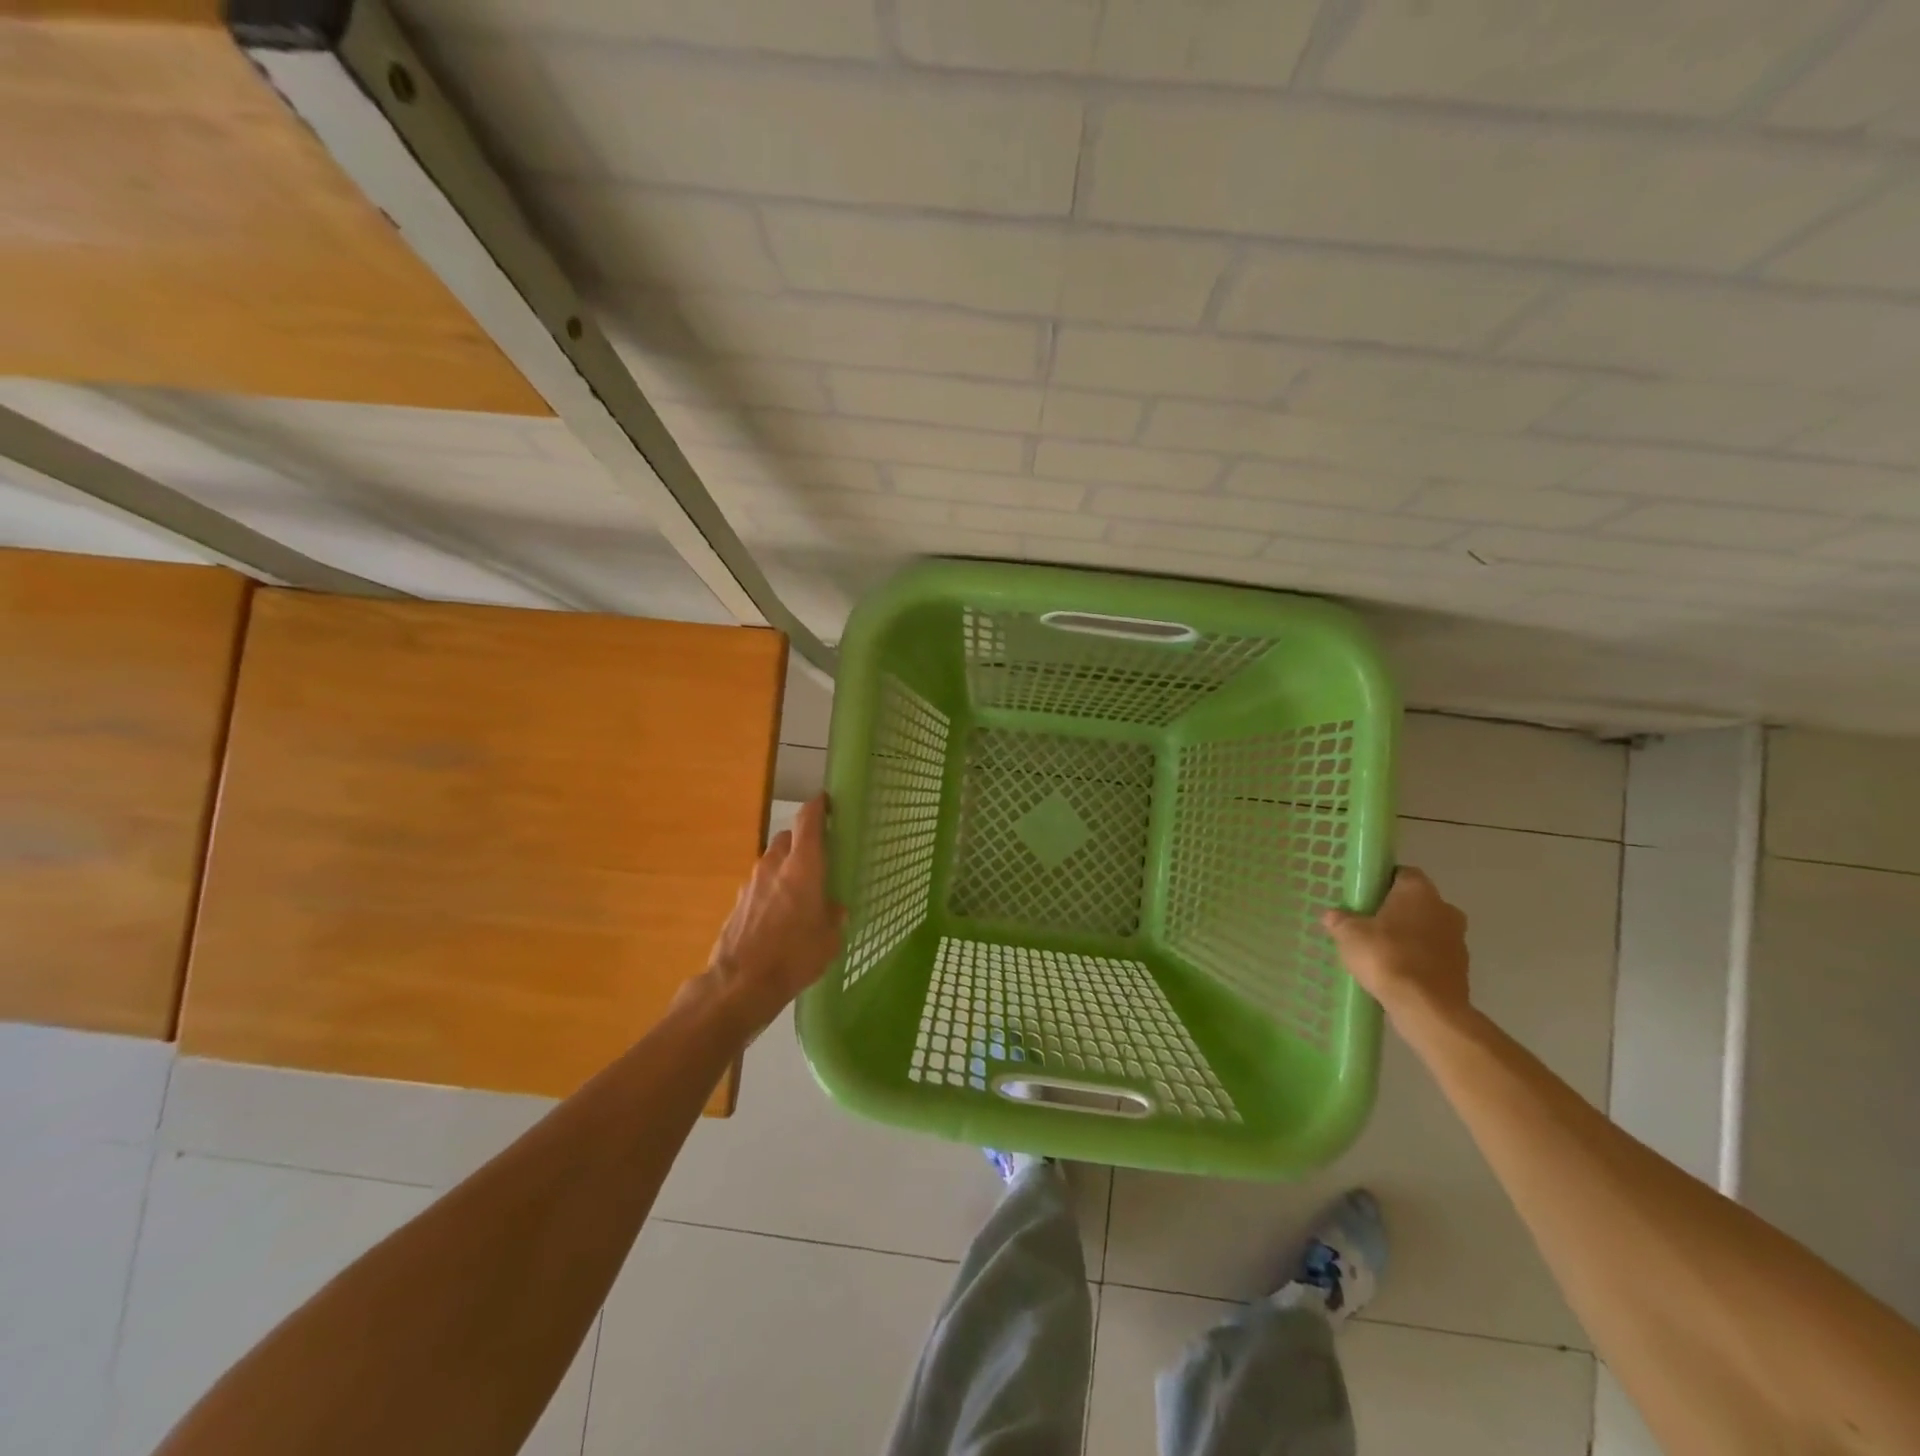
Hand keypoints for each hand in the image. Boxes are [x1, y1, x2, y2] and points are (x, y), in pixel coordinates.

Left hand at [700, 795, 846, 1036]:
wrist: (740, 984)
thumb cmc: (794, 955)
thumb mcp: (829, 938)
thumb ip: (833, 915)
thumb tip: (833, 908)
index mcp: (803, 865)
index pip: (808, 820)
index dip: (818, 807)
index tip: (827, 803)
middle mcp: (775, 865)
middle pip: (788, 837)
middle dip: (802, 842)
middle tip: (819, 859)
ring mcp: (751, 883)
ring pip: (772, 861)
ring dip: (785, 868)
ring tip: (800, 892)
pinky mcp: (738, 902)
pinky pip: (760, 886)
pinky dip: (771, 891)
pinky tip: (780, 916)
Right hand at [1321, 867, 1469, 1022]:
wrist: (1427, 1008)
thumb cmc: (1386, 957)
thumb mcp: (1348, 934)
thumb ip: (1340, 920)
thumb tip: (1333, 915)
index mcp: (1419, 891)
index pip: (1402, 873)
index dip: (1382, 882)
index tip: (1364, 896)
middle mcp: (1445, 908)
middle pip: (1416, 902)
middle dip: (1395, 911)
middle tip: (1368, 923)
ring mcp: (1458, 940)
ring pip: (1427, 929)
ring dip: (1408, 936)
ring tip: (1379, 951)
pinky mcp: (1461, 968)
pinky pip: (1433, 954)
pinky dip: (1417, 959)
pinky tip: (1395, 971)